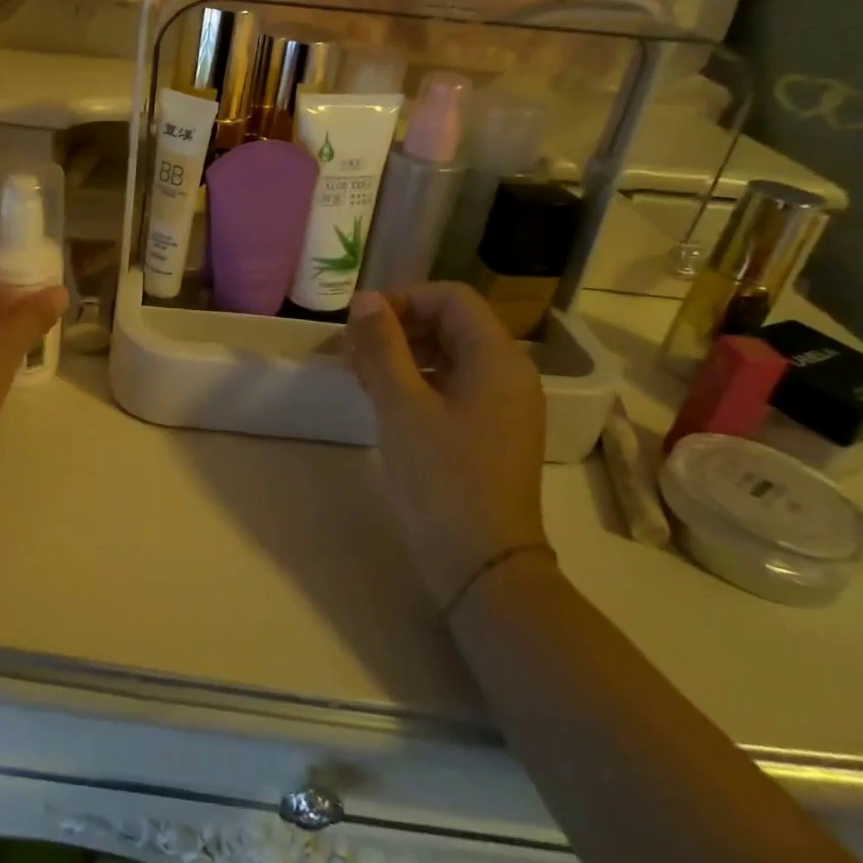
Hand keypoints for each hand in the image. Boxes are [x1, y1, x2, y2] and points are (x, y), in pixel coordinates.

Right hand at [346, 285, 548, 611]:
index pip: (451, 298)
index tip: (359, 321)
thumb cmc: (442, 477)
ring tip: (361, 374)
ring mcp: (503, 405)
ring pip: (449, 355)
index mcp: (498, 358)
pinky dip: (417, 380)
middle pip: (451, 323)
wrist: (482, 564)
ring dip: (403, 353)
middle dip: (399, 326)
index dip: (403, 298)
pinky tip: (385, 399)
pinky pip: (453, 385)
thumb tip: (365, 300)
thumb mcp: (402, 405)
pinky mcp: (490, 432)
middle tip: (353, 350)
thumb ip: (381, 346)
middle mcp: (509, 373)